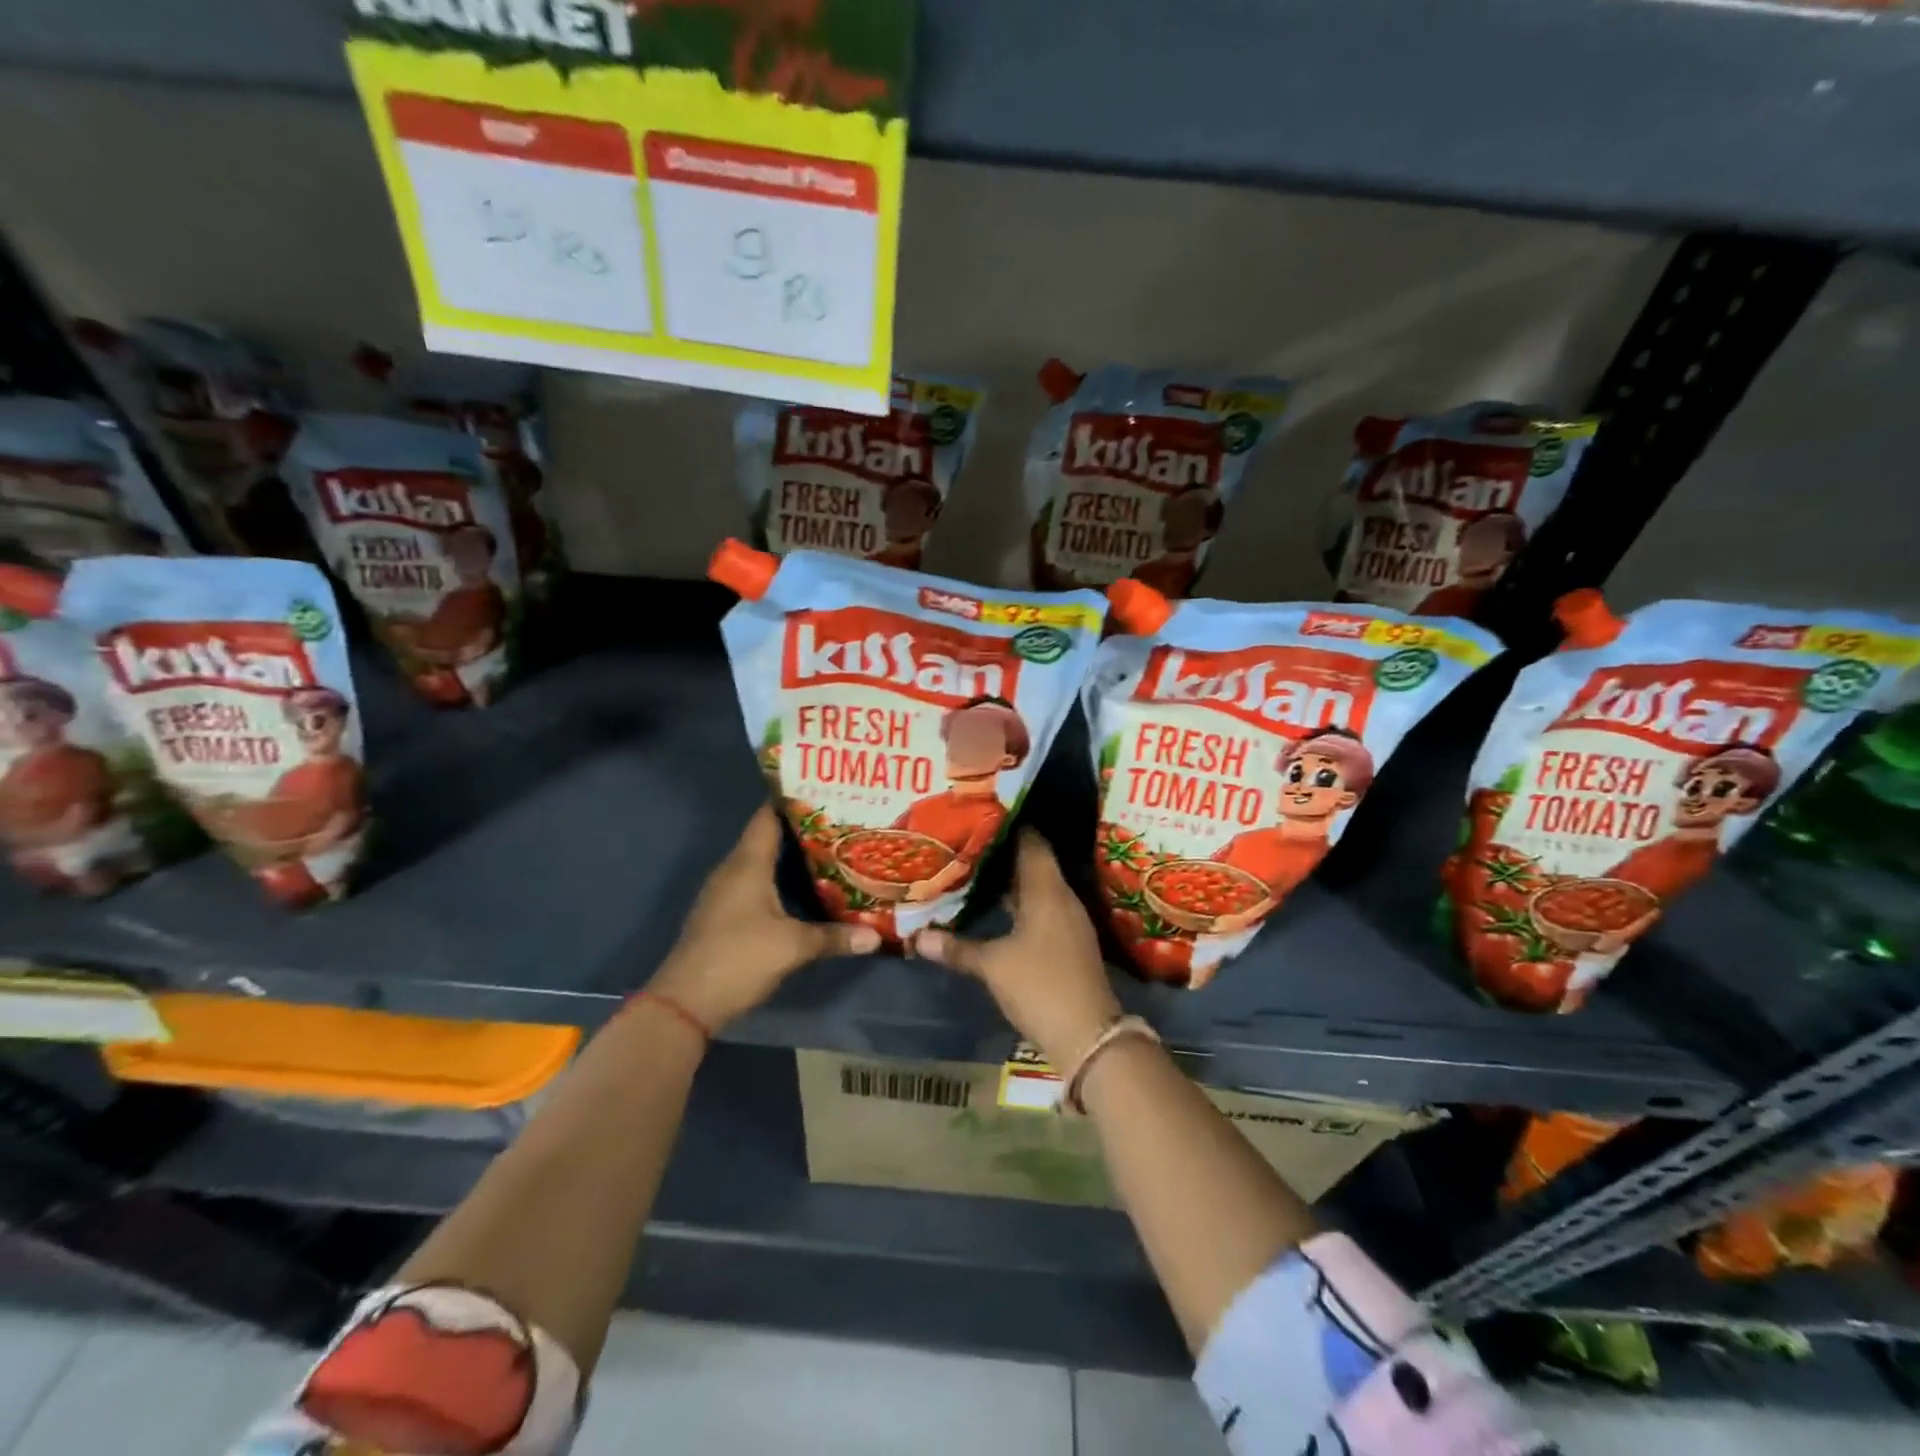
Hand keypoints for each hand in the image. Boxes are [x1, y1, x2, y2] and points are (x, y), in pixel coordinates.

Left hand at [651, 804, 881, 1030]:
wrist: (685, 1003)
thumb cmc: (739, 958)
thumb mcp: (793, 947)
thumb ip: (835, 937)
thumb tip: (876, 937)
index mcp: (747, 863)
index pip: (768, 816)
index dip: (794, 801)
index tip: (827, 793)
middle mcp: (733, 870)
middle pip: (768, 837)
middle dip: (803, 829)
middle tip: (842, 823)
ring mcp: (725, 893)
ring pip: (762, 862)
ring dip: (792, 857)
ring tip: (831, 851)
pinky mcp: (725, 914)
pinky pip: (756, 883)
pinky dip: (780, 880)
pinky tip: (805, 889)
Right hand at [911, 831, 1121, 1071]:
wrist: (1089, 1035)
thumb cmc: (1040, 986)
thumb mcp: (993, 966)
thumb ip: (956, 949)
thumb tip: (917, 937)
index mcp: (1047, 890)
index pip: (1031, 842)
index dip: (1009, 826)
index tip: (981, 814)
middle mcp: (1061, 898)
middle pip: (1033, 863)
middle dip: (1003, 852)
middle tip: (968, 840)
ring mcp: (1067, 921)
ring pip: (1037, 887)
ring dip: (1010, 879)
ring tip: (975, 868)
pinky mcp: (1067, 942)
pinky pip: (1041, 908)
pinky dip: (1019, 903)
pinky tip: (997, 907)